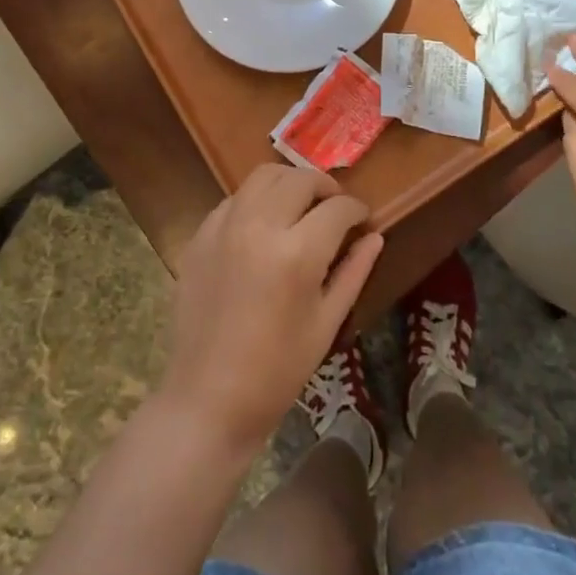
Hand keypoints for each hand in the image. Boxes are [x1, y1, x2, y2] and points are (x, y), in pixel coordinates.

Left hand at [159, 164, 382, 455]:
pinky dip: (256, 200)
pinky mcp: (200, 235)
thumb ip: (353, 272)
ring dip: (290, 183)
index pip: (338, 208)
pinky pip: (234, 198)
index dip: (357, 210)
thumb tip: (375, 237)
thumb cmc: (277, 371)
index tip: (363, 220)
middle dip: (326, 188)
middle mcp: (260, 226)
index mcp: (298, 253)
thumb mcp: (326, 323)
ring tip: (300, 205)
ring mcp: (225, 226)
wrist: (208, 399)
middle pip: (300, 179)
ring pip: (264, 176)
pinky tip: (263, 225)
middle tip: (335, 209)